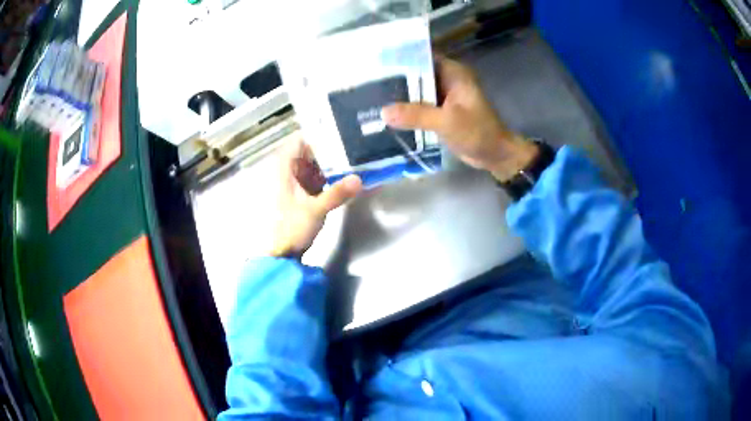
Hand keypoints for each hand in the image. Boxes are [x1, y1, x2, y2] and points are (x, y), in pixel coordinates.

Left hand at [269, 140, 362, 257]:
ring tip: (358, 152)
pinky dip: (334, 174)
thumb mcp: (314, 210)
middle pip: (313, 149)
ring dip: (335, 160)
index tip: (341, 126)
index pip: (300, 138)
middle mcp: (291, 169)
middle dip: (333, 145)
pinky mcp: (306, 191)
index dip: (319, 131)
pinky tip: (350, 173)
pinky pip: (321, 176)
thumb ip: (336, 194)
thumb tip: (360, 179)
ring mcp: (298, 180)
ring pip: (318, 162)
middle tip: (357, 138)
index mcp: (285, 167)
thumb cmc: (290, 227)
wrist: (282, 252)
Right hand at [381, 57, 537, 181]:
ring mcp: (443, 96)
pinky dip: (406, 110)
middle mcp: (446, 79)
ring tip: (369, 96)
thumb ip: (417, 115)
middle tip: (365, 83)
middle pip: (415, 74)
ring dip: (398, 96)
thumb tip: (383, 112)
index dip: (399, 59)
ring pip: (415, 91)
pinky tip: (385, 113)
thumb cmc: (478, 133)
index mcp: (452, 72)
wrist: (495, 155)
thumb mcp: (448, 122)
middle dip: (393, 79)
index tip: (374, 64)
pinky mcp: (440, 111)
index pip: (421, 57)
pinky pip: (419, 106)